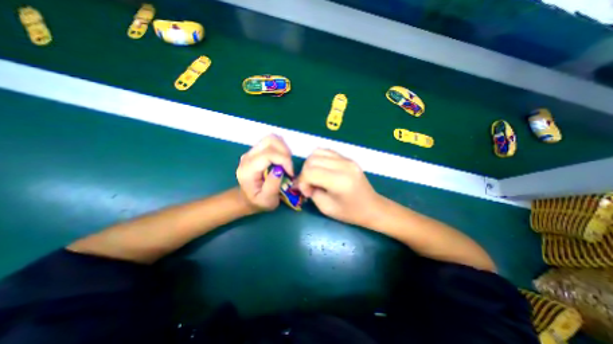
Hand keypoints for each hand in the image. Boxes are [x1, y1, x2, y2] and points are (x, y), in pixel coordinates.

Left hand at [235, 134, 292, 210]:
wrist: (247, 197)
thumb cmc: (258, 201)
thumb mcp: (267, 200)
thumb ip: (272, 186)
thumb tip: (280, 169)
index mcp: (248, 169)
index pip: (268, 154)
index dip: (284, 160)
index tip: (290, 172)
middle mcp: (248, 156)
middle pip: (270, 141)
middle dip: (285, 152)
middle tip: (289, 167)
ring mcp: (252, 151)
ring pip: (271, 138)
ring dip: (283, 148)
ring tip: (286, 163)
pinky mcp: (257, 150)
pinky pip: (271, 141)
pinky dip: (281, 147)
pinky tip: (282, 159)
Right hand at [298, 148, 381, 224]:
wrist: (372, 207)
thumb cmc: (350, 212)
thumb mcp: (326, 208)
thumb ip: (312, 192)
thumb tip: (304, 182)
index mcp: (339, 181)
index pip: (310, 172)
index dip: (302, 182)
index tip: (306, 192)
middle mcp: (343, 166)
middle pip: (312, 160)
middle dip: (305, 173)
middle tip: (309, 185)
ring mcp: (347, 159)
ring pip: (318, 152)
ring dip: (311, 164)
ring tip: (314, 176)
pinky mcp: (348, 158)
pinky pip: (327, 152)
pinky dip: (319, 159)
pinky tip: (321, 170)